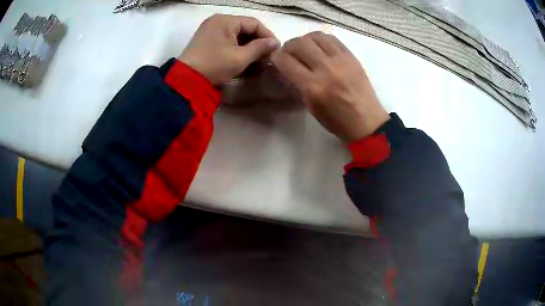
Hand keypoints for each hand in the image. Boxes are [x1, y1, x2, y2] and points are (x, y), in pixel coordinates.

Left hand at [178, 14, 279, 85]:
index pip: (253, 23)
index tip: (276, 48)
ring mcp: (210, 30)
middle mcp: (217, 21)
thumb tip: (275, 42)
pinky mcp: (206, 39)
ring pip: (236, 34)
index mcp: (225, 20)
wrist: (186, 80)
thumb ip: (260, 48)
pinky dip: (236, 48)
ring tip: (258, 59)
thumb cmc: (214, 66)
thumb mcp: (240, 58)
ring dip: (248, 46)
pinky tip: (244, 58)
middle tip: (267, 56)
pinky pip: (227, 39)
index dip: (267, 35)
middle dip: (257, 42)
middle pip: (244, 28)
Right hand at [271, 32, 388, 141]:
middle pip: (298, 43)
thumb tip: (286, 67)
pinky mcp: (351, 56)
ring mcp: (340, 60)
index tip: (276, 60)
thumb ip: (297, 84)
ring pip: (315, 36)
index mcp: (313, 87)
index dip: (276, 57)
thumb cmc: (336, 120)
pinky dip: (321, 40)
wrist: (366, 121)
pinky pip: (331, 38)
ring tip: (306, 49)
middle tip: (290, 54)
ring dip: (304, 40)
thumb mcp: (310, 107)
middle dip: (288, 47)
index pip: (285, 61)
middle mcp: (325, 69)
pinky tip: (320, 48)